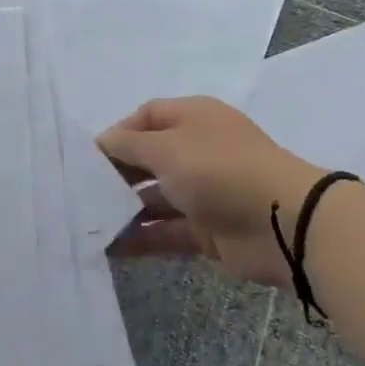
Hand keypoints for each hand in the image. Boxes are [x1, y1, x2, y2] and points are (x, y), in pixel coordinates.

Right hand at [100, 97, 324, 288]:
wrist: (283, 222)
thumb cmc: (218, 169)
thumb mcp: (166, 147)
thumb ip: (127, 145)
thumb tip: (101, 143)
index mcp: (193, 117)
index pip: (146, 116)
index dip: (118, 133)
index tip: (89, 157)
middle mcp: (198, 149)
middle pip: (149, 157)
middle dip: (117, 173)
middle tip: (82, 192)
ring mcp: (205, 191)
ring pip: (156, 197)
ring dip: (125, 210)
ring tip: (88, 224)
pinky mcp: (208, 229)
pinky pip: (167, 231)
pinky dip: (142, 238)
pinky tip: (111, 248)